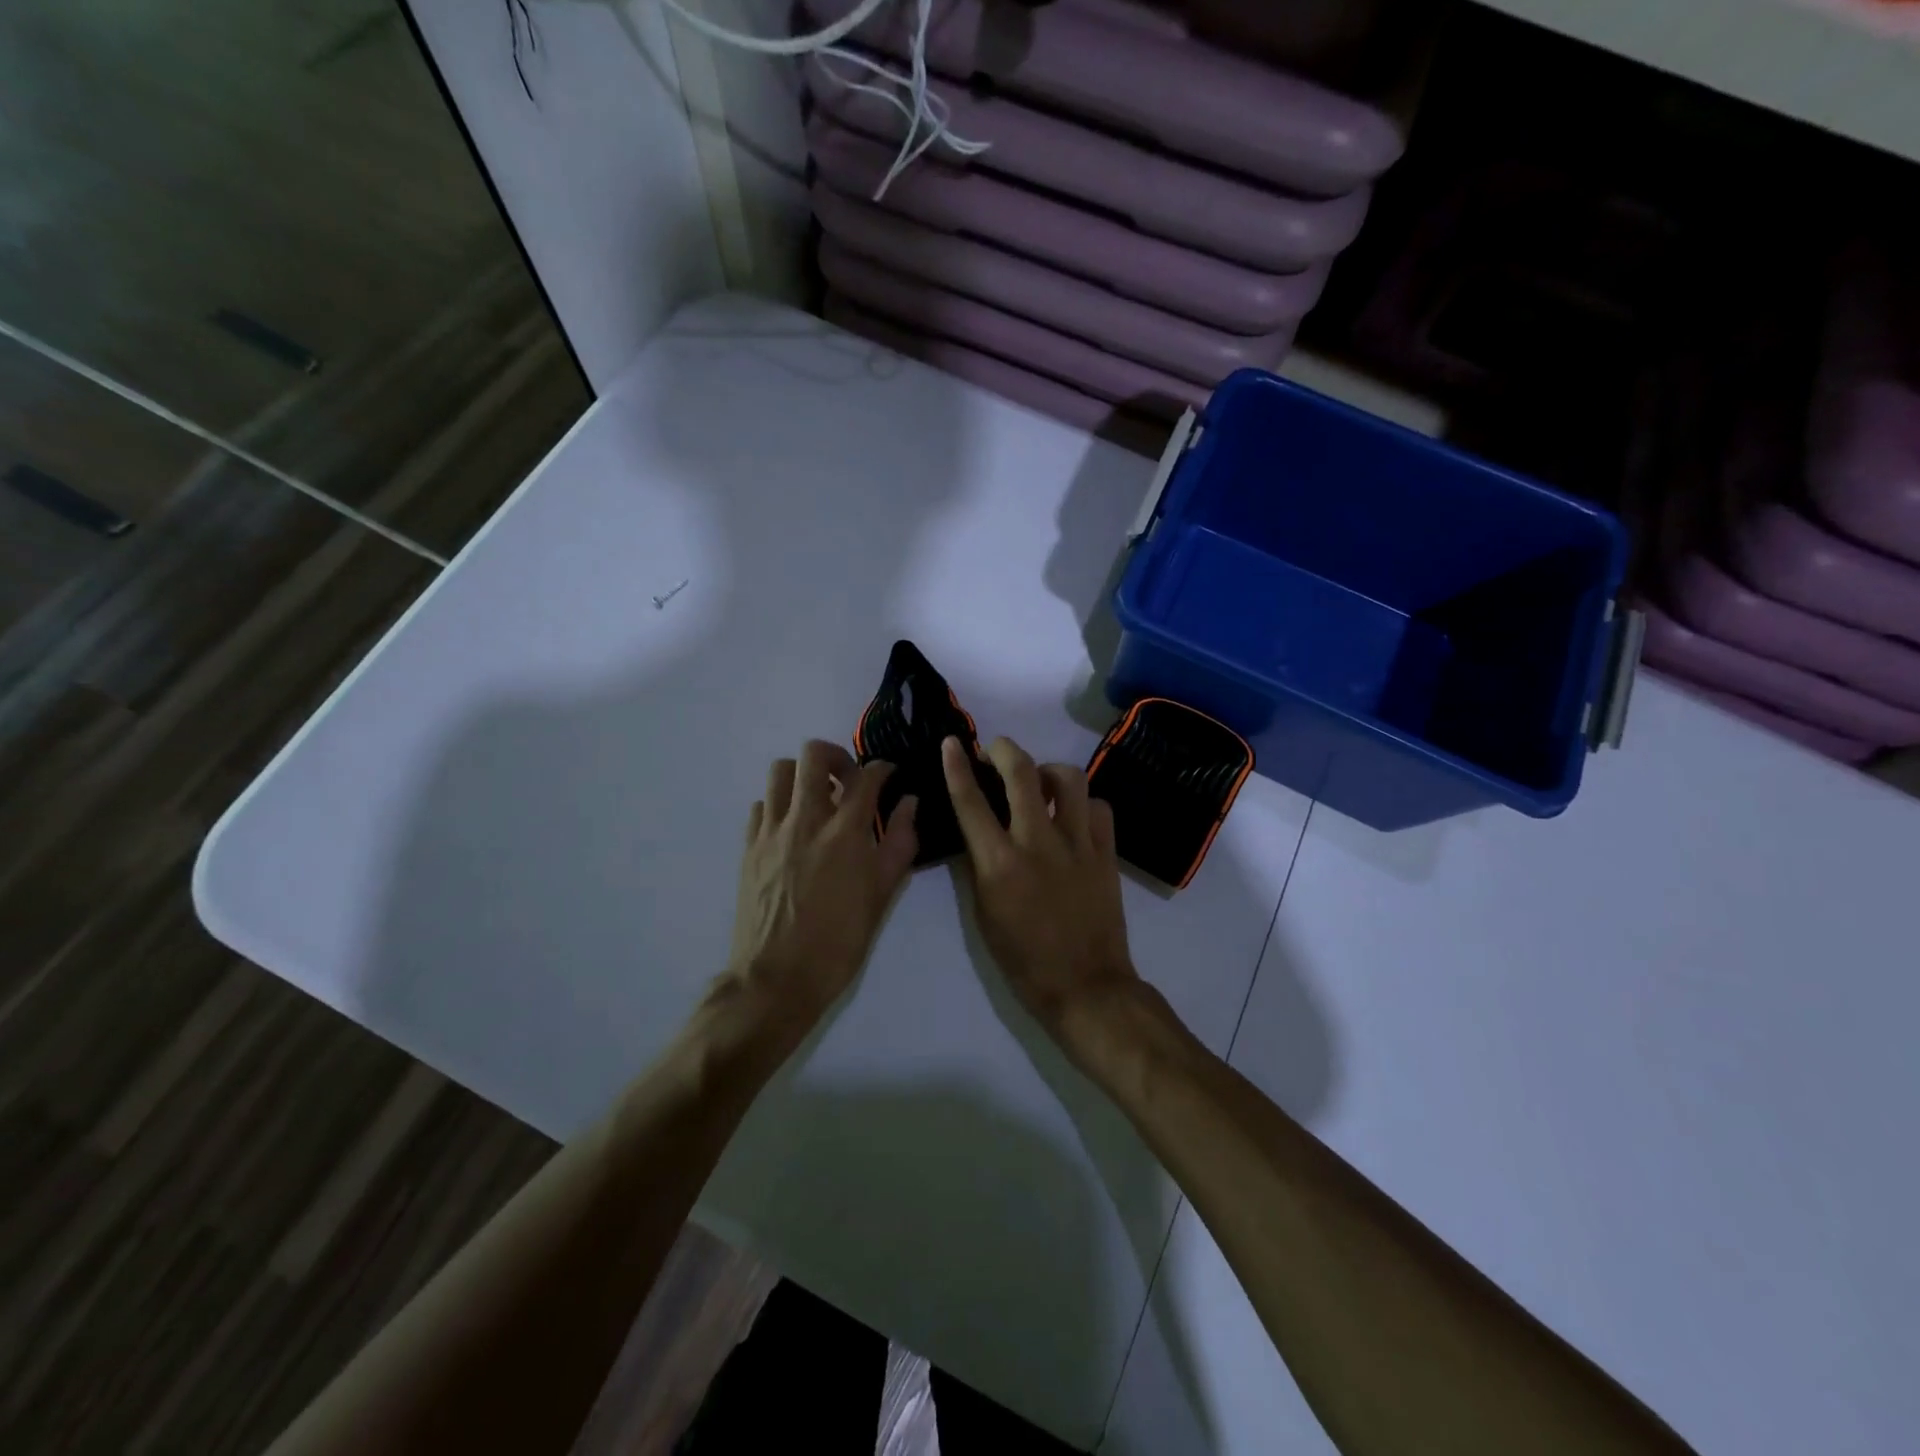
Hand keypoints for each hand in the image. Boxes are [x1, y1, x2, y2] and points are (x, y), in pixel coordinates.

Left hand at [723, 741, 917, 1034]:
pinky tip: (792, 827)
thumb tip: (908, 804)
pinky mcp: (749, 847)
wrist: (778, 978)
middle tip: (848, 779)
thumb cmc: (840, 941)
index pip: (866, 777)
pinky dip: (779, 804)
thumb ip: (900, 843)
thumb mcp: (882, 895)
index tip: (888, 775)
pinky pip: (761, 805)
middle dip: (836, 756)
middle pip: (813, 755)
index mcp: (845, 832)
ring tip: (817, 798)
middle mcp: (806, 819)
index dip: (882, 768)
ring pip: (780, 771)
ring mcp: (772, 831)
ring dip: (803, 775)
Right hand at [942, 735, 1139, 1043]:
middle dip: (1004, 749)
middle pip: (1022, 772)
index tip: (952, 743)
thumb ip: (979, 867)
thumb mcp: (984, 915)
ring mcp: (1078, 844)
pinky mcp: (1106, 852)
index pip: (971, 801)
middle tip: (995, 750)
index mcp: (999, 863)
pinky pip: (1098, 807)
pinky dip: (1083, 803)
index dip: (957, 766)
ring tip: (1039, 781)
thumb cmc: (1024, 960)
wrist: (1086, 986)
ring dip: (1047, 770)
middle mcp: (1038, 842)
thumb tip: (979, 832)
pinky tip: (1073, 815)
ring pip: (1068, 778)